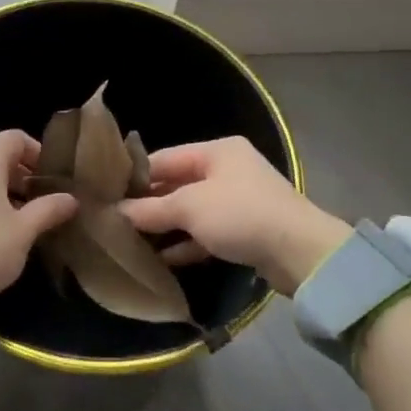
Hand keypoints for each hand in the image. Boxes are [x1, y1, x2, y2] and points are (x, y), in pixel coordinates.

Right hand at [116, 137, 351, 294]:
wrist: (302, 254)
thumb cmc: (241, 215)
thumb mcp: (190, 208)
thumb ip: (151, 209)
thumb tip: (115, 212)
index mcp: (217, 151)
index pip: (165, 158)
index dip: (136, 176)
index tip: (108, 193)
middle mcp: (227, 171)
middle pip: (177, 185)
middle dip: (149, 204)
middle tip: (116, 220)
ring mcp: (237, 202)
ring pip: (191, 211)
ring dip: (166, 226)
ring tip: (132, 241)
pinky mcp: (245, 231)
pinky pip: (206, 233)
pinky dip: (186, 243)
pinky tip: (162, 259)